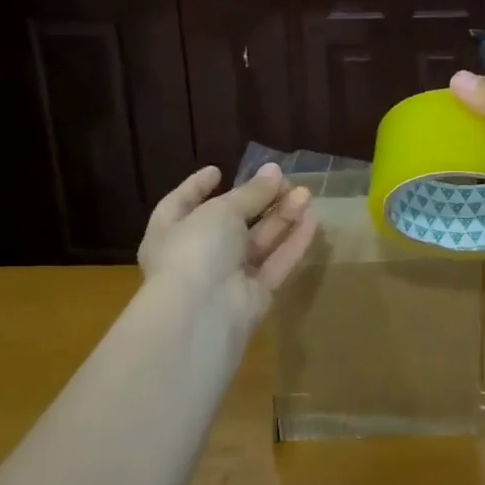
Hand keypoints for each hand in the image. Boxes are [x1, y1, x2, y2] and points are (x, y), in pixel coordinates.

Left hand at [138, 163, 318, 335]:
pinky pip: (276, 263)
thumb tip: (274, 171)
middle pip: (231, 221)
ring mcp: (227, 277)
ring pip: (258, 241)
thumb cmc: (196, 250)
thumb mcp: (222, 210)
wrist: (202, 314)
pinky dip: (293, 242)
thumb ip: (251, 192)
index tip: (218, 170)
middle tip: (284, 180)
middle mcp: (197, 254)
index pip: (182, 203)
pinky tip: (314, 220)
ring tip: (306, 194)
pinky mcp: (255, 294)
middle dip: (257, 200)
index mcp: (170, 231)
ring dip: (282, 217)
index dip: (198, 186)